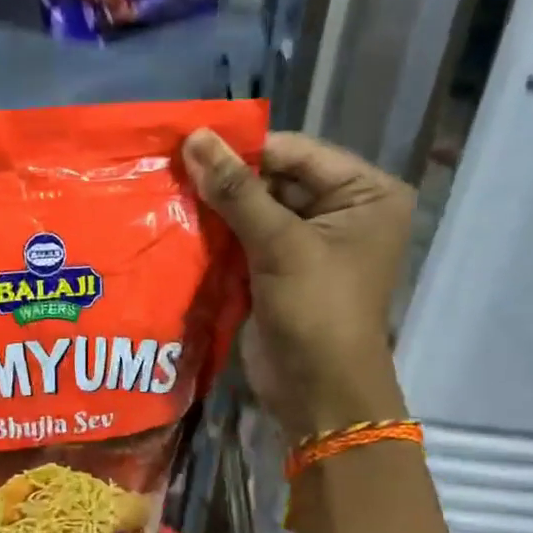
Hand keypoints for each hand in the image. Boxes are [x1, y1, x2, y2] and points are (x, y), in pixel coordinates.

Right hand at [184, 130, 414, 438]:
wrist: (317, 392)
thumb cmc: (316, 311)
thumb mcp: (280, 244)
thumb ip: (236, 191)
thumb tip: (195, 140)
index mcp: (365, 193)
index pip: (296, 153)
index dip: (243, 148)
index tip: (188, 142)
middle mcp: (342, 211)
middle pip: (275, 180)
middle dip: (226, 181)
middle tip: (170, 169)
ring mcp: (309, 244)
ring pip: (255, 211)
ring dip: (217, 209)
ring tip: (168, 193)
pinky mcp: (280, 272)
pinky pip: (246, 241)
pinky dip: (218, 237)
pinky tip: (180, 227)